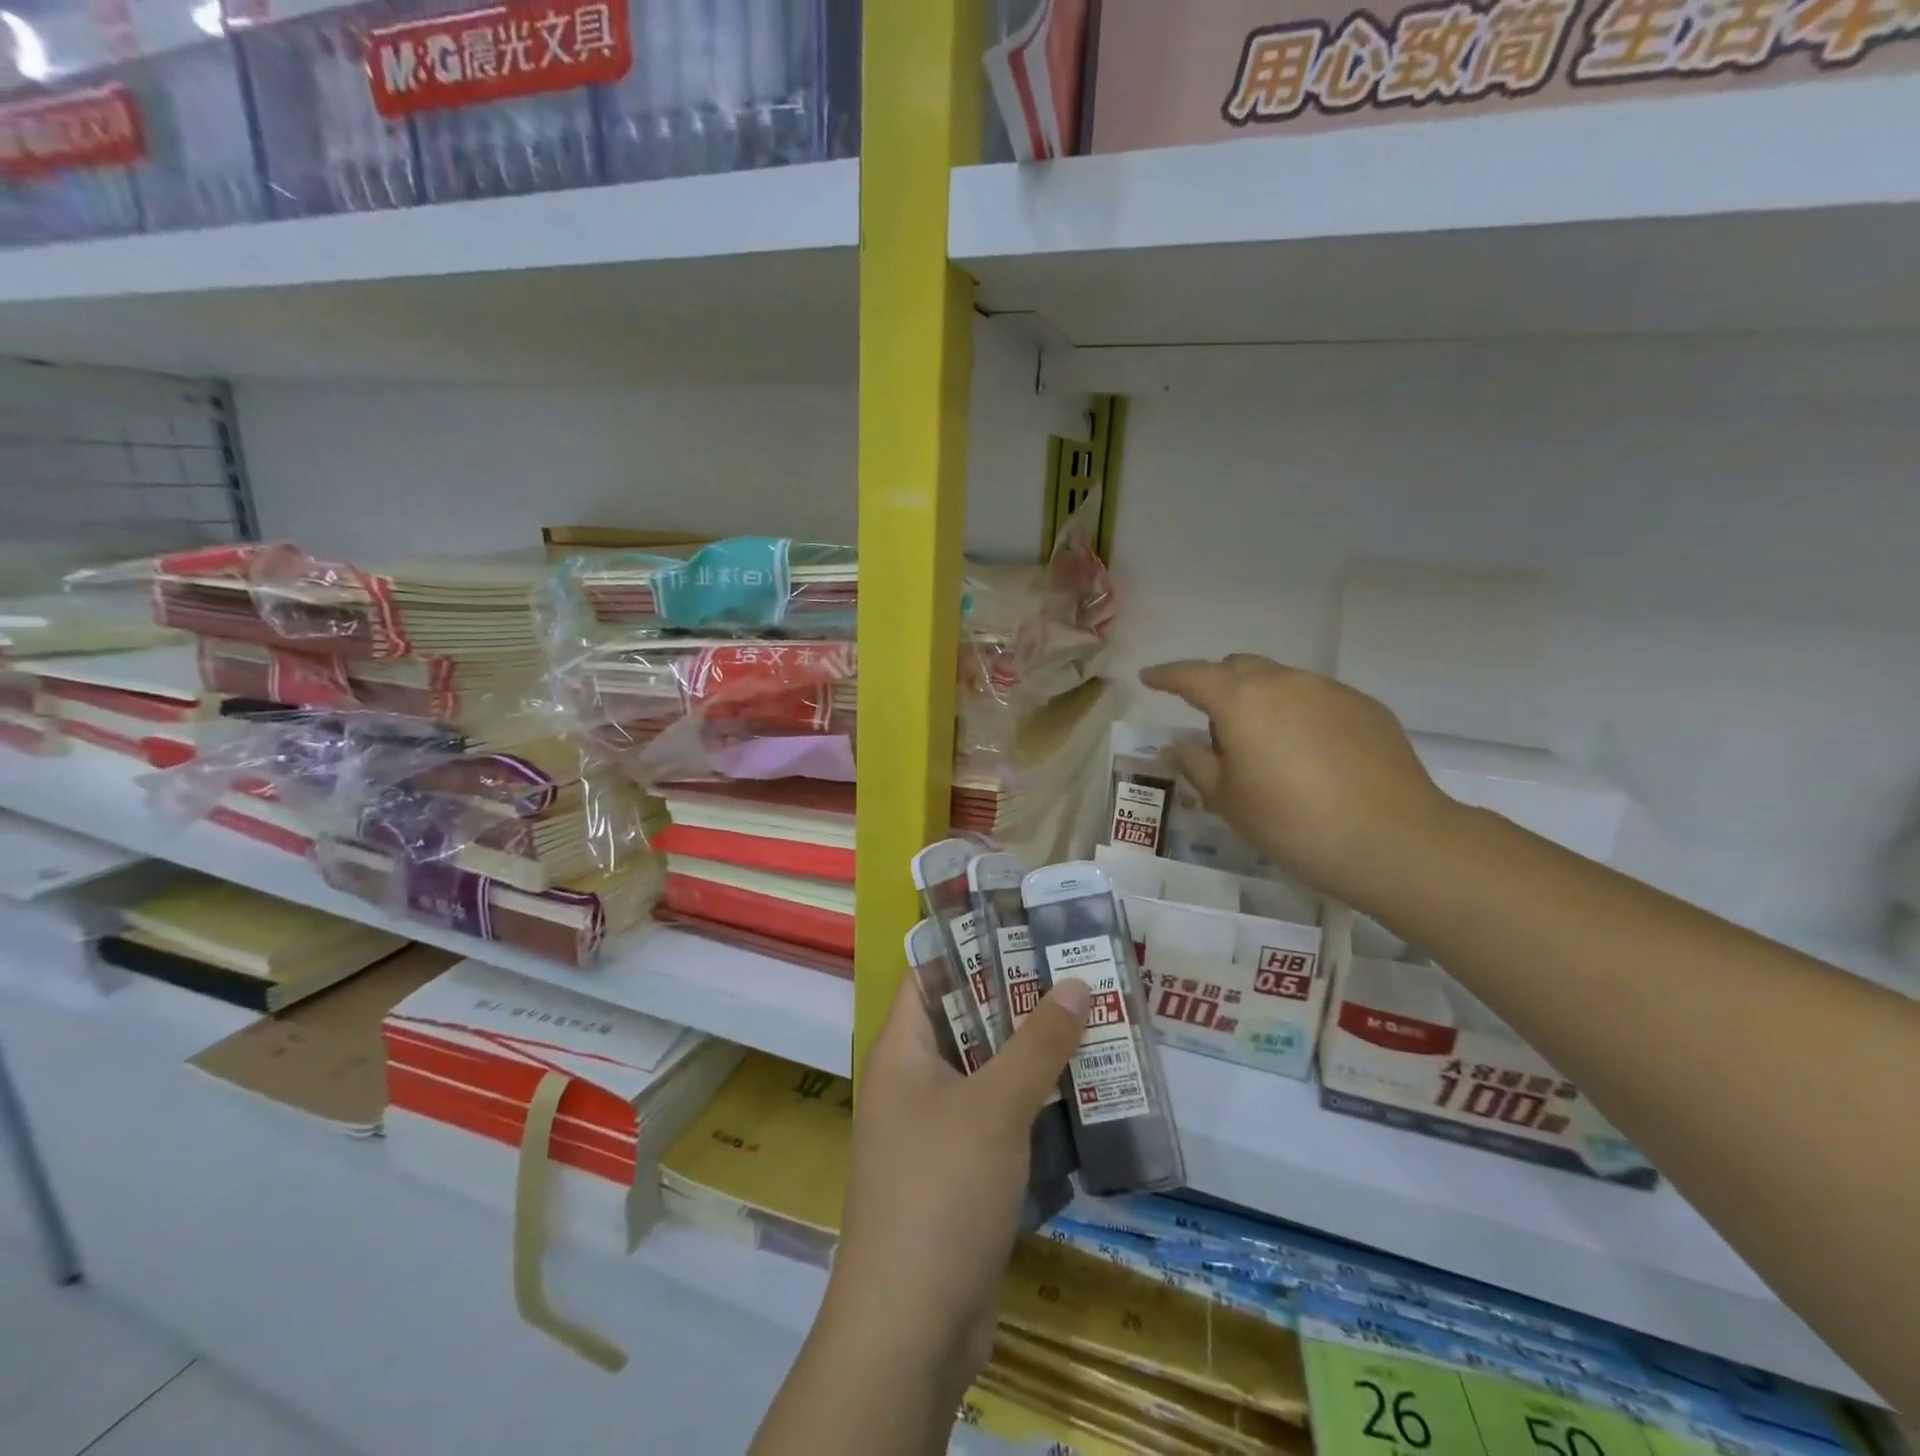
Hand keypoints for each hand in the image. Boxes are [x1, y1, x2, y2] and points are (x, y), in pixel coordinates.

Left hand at [826, 974, 1089, 1401]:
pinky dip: (1029, 1105)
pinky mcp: (957, 1175)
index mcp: (900, 1051)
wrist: (912, 1326)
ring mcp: (932, 1132)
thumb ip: (1038, 1043)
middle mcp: (910, 1083)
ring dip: (1029, 1055)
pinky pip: (994, 1120)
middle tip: (1072, 975)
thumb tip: (1077, 982)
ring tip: (1087, 1025)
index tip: (1022, 930)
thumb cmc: (942, 1190)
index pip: (928, 977)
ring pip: (984, 1074)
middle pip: (963, 1022)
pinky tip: (1078, 1097)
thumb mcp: (995, 1106)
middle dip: (1015, 1001)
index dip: (968, 948)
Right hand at [1139, 655, 1457, 914]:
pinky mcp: (1366, 707)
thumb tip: (1178, 746)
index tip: (1148, 678)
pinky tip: (1311, 756)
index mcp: (1241, 701)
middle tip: (1213, 727)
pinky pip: (1317, 699)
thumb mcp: (1229, 801)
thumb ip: (1196, 764)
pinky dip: (1299, 714)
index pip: (1191, 675)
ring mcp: (1330, 690)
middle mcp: (1285, 682)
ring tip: (1266, 748)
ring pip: (1281, 681)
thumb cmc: (1293, 823)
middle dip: (1217, 686)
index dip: (1166, 675)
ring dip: (1260, 701)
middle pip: (1238, 668)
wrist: (1395, 841)